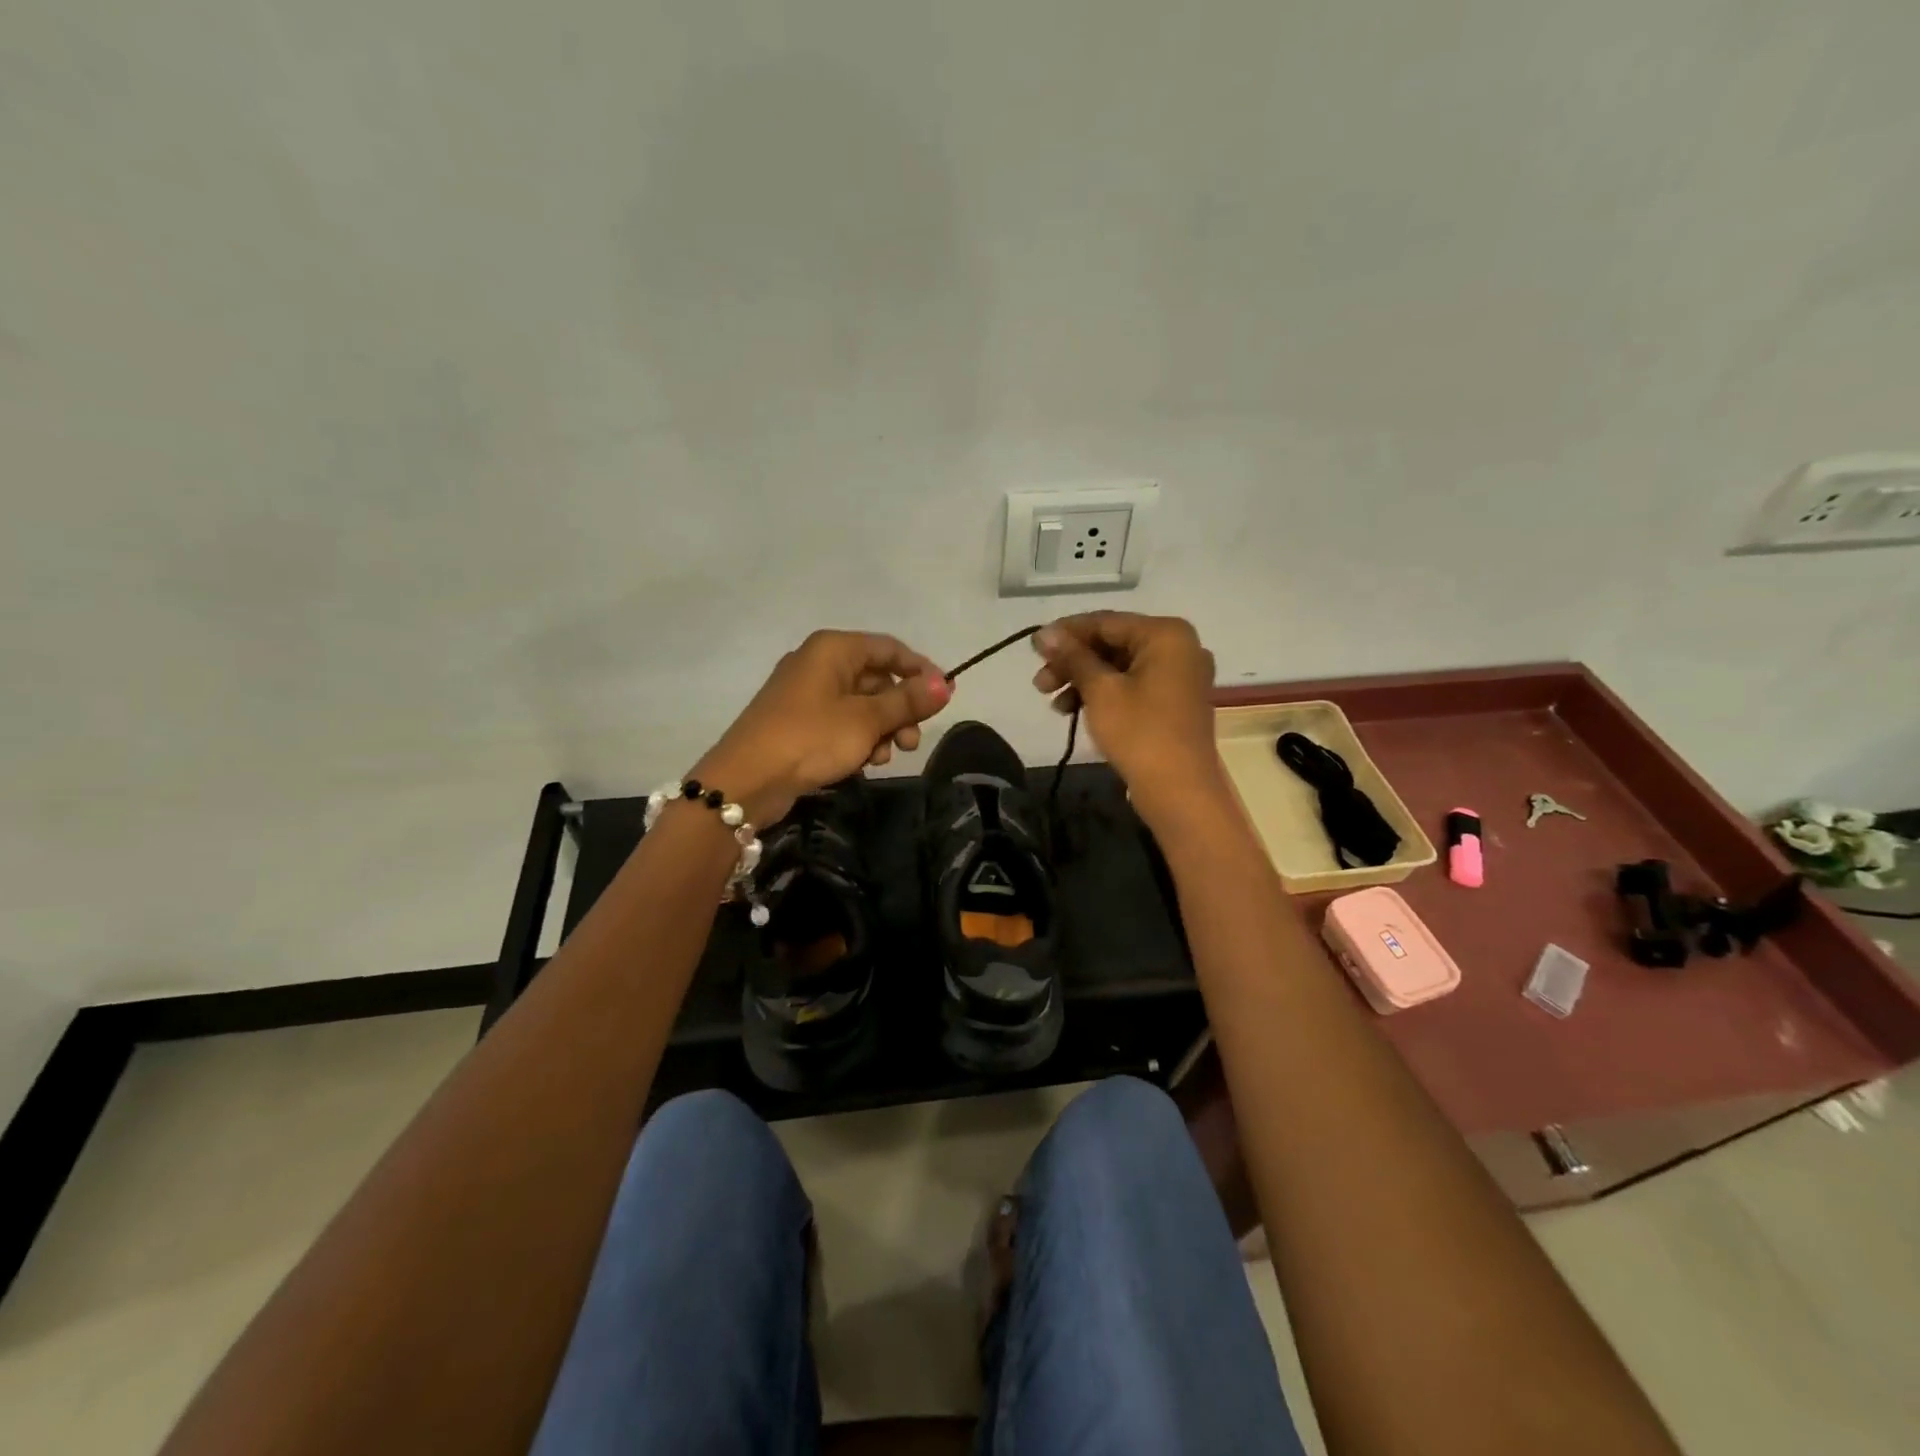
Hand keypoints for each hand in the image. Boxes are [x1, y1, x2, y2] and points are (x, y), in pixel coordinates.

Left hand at [692, 630, 951, 826]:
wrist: (745, 780)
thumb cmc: (811, 739)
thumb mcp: (866, 720)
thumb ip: (908, 701)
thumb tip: (947, 684)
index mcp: (834, 649)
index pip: (890, 649)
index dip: (921, 671)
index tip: (945, 698)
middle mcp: (819, 662)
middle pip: (876, 678)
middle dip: (900, 710)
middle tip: (911, 742)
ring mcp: (805, 693)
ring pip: (860, 704)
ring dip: (880, 730)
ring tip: (883, 758)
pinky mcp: (798, 722)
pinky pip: (840, 722)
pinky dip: (857, 739)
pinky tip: (862, 764)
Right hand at [1031, 612, 1222, 822]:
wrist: (1180, 791)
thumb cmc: (1140, 732)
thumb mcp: (1100, 691)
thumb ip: (1072, 657)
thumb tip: (1044, 632)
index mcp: (1166, 634)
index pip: (1105, 622)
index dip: (1066, 633)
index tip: (1033, 647)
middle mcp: (1179, 647)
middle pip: (1113, 644)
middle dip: (1073, 663)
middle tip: (1039, 683)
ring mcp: (1179, 676)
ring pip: (1120, 667)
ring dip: (1083, 681)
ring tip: (1053, 703)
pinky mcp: (1174, 702)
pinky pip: (1132, 686)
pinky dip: (1104, 695)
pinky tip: (1074, 711)